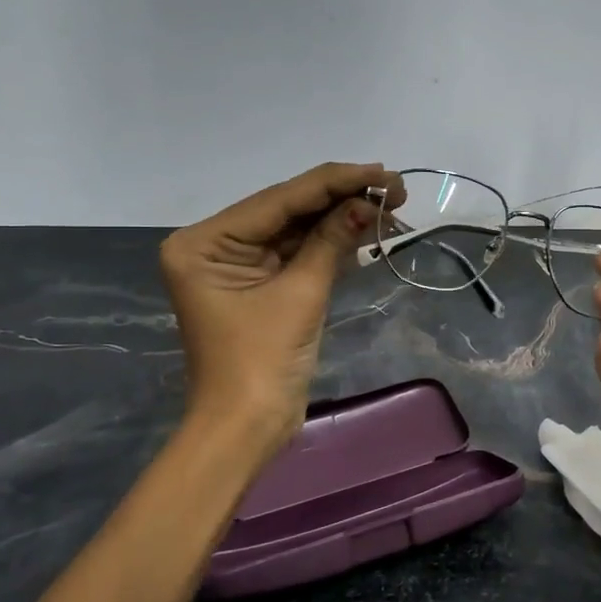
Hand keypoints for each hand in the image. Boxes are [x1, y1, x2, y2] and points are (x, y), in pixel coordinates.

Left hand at [161, 162, 403, 449]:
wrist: (246, 430)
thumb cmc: (261, 363)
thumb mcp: (300, 295)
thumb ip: (331, 241)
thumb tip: (368, 203)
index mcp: (204, 242)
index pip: (278, 200)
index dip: (334, 182)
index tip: (381, 170)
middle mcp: (215, 245)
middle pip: (287, 211)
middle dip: (341, 198)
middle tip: (395, 186)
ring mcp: (238, 265)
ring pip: (297, 230)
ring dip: (341, 219)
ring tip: (391, 203)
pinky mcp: (260, 285)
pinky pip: (298, 254)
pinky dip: (331, 243)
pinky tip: (367, 226)